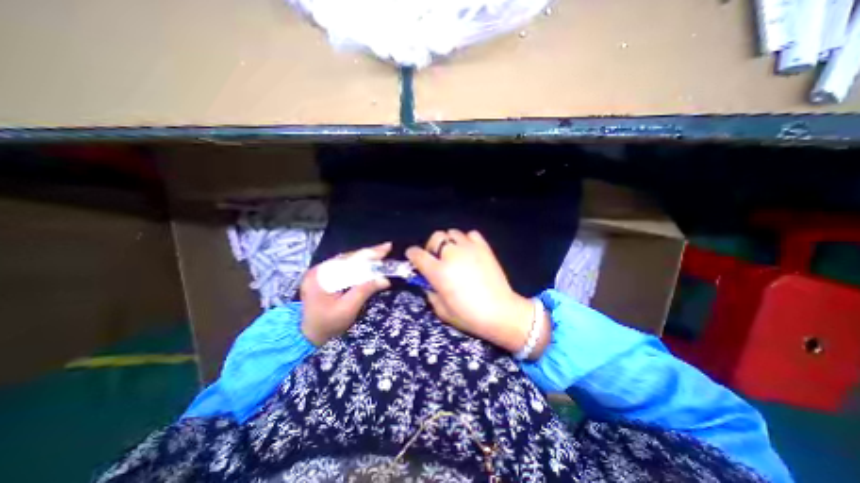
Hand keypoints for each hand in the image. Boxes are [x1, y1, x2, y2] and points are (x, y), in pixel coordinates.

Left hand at [301, 243, 392, 344]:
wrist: (307, 335)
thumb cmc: (327, 324)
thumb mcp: (348, 309)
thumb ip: (365, 291)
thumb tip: (385, 279)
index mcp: (321, 276)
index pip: (350, 261)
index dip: (369, 254)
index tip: (386, 248)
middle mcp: (319, 269)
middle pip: (348, 257)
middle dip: (369, 253)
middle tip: (387, 247)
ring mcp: (320, 272)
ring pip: (347, 260)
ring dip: (365, 257)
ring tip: (381, 252)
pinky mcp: (324, 276)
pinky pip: (344, 266)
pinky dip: (358, 264)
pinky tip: (368, 262)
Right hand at [406, 230, 549, 357]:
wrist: (501, 313)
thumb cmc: (469, 316)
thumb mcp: (442, 310)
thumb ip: (430, 293)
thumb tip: (427, 282)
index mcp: (438, 271)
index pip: (417, 254)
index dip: (412, 254)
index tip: (413, 257)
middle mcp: (452, 255)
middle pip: (436, 237)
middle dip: (431, 246)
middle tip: (436, 258)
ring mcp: (469, 249)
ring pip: (452, 233)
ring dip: (449, 242)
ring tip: (453, 254)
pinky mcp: (484, 248)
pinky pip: (471, 234)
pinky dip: (466, 240)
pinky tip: (468, 251)